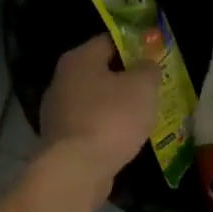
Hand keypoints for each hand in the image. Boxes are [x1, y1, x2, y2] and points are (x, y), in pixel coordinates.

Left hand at [39, 35, 159, 192]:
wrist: (76, 170)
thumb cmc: (110, 118)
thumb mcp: (142, 87)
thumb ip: (148, 69)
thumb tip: (146, 64)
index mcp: (78, 59)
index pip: (109, 41)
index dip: (134, 46)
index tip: (155, 57)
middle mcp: (61, 81)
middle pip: (100, 72)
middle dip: (126, 79)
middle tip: (153, 87)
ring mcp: (57, 112)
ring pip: (95, 101)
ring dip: (117, 107)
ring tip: (144, 115)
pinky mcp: (60, 141)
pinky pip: (90, 126)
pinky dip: (107, 129)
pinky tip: (125, 139)